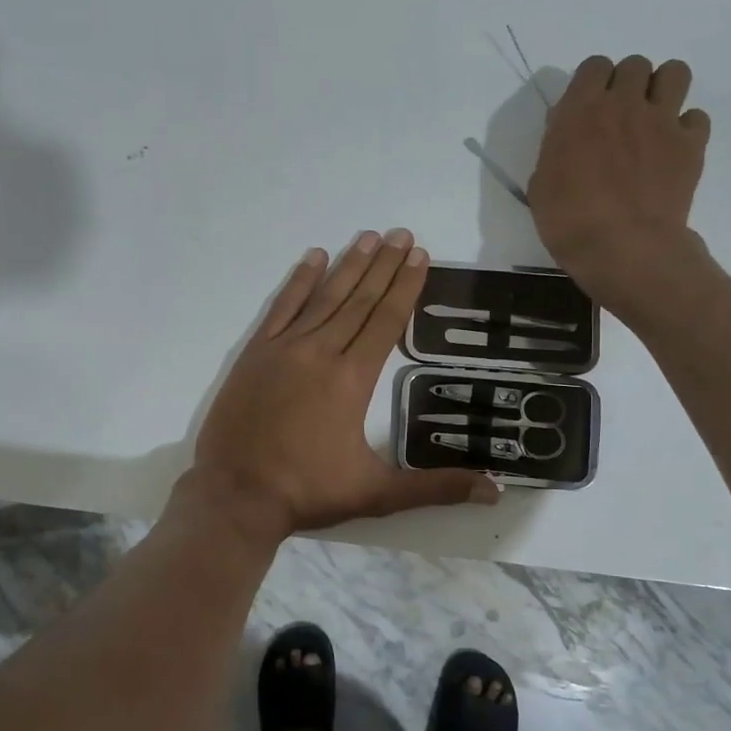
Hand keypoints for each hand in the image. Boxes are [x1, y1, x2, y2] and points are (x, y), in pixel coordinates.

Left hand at [192, 229, 502, 538]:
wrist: (235, 495)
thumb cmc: (308, 492)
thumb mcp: (377, 494)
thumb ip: (436, 488)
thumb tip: (495, 491)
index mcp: (352, 380)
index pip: (386, 321)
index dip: (405, 287)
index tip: (420, 256)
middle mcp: (321, 353)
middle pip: (359, 301)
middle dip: (384, 266)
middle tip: (402, 234)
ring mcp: (284, 349)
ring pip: (324, 297)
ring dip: (348, 266)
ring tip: (369, 237)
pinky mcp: (255, 354)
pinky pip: (281, 307)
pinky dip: (298, 281)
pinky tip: (313, 257)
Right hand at [528, 54, 713, 319]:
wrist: (624, 248)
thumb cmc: (569, 221)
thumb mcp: (541, 184)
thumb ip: (556, 147)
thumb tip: (569, 132)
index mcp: (581, 110)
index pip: (594, 66)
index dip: (592, 83)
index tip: (587, 108)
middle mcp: (625, 104)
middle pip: (635, 65)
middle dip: (627, 84)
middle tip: (619, 117)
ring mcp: (663, 121)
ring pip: (675, 73)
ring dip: (663, 89)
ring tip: (653, 118)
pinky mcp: (691, 144)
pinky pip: (696, 117)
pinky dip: (686, 128)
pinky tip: (673, 150)